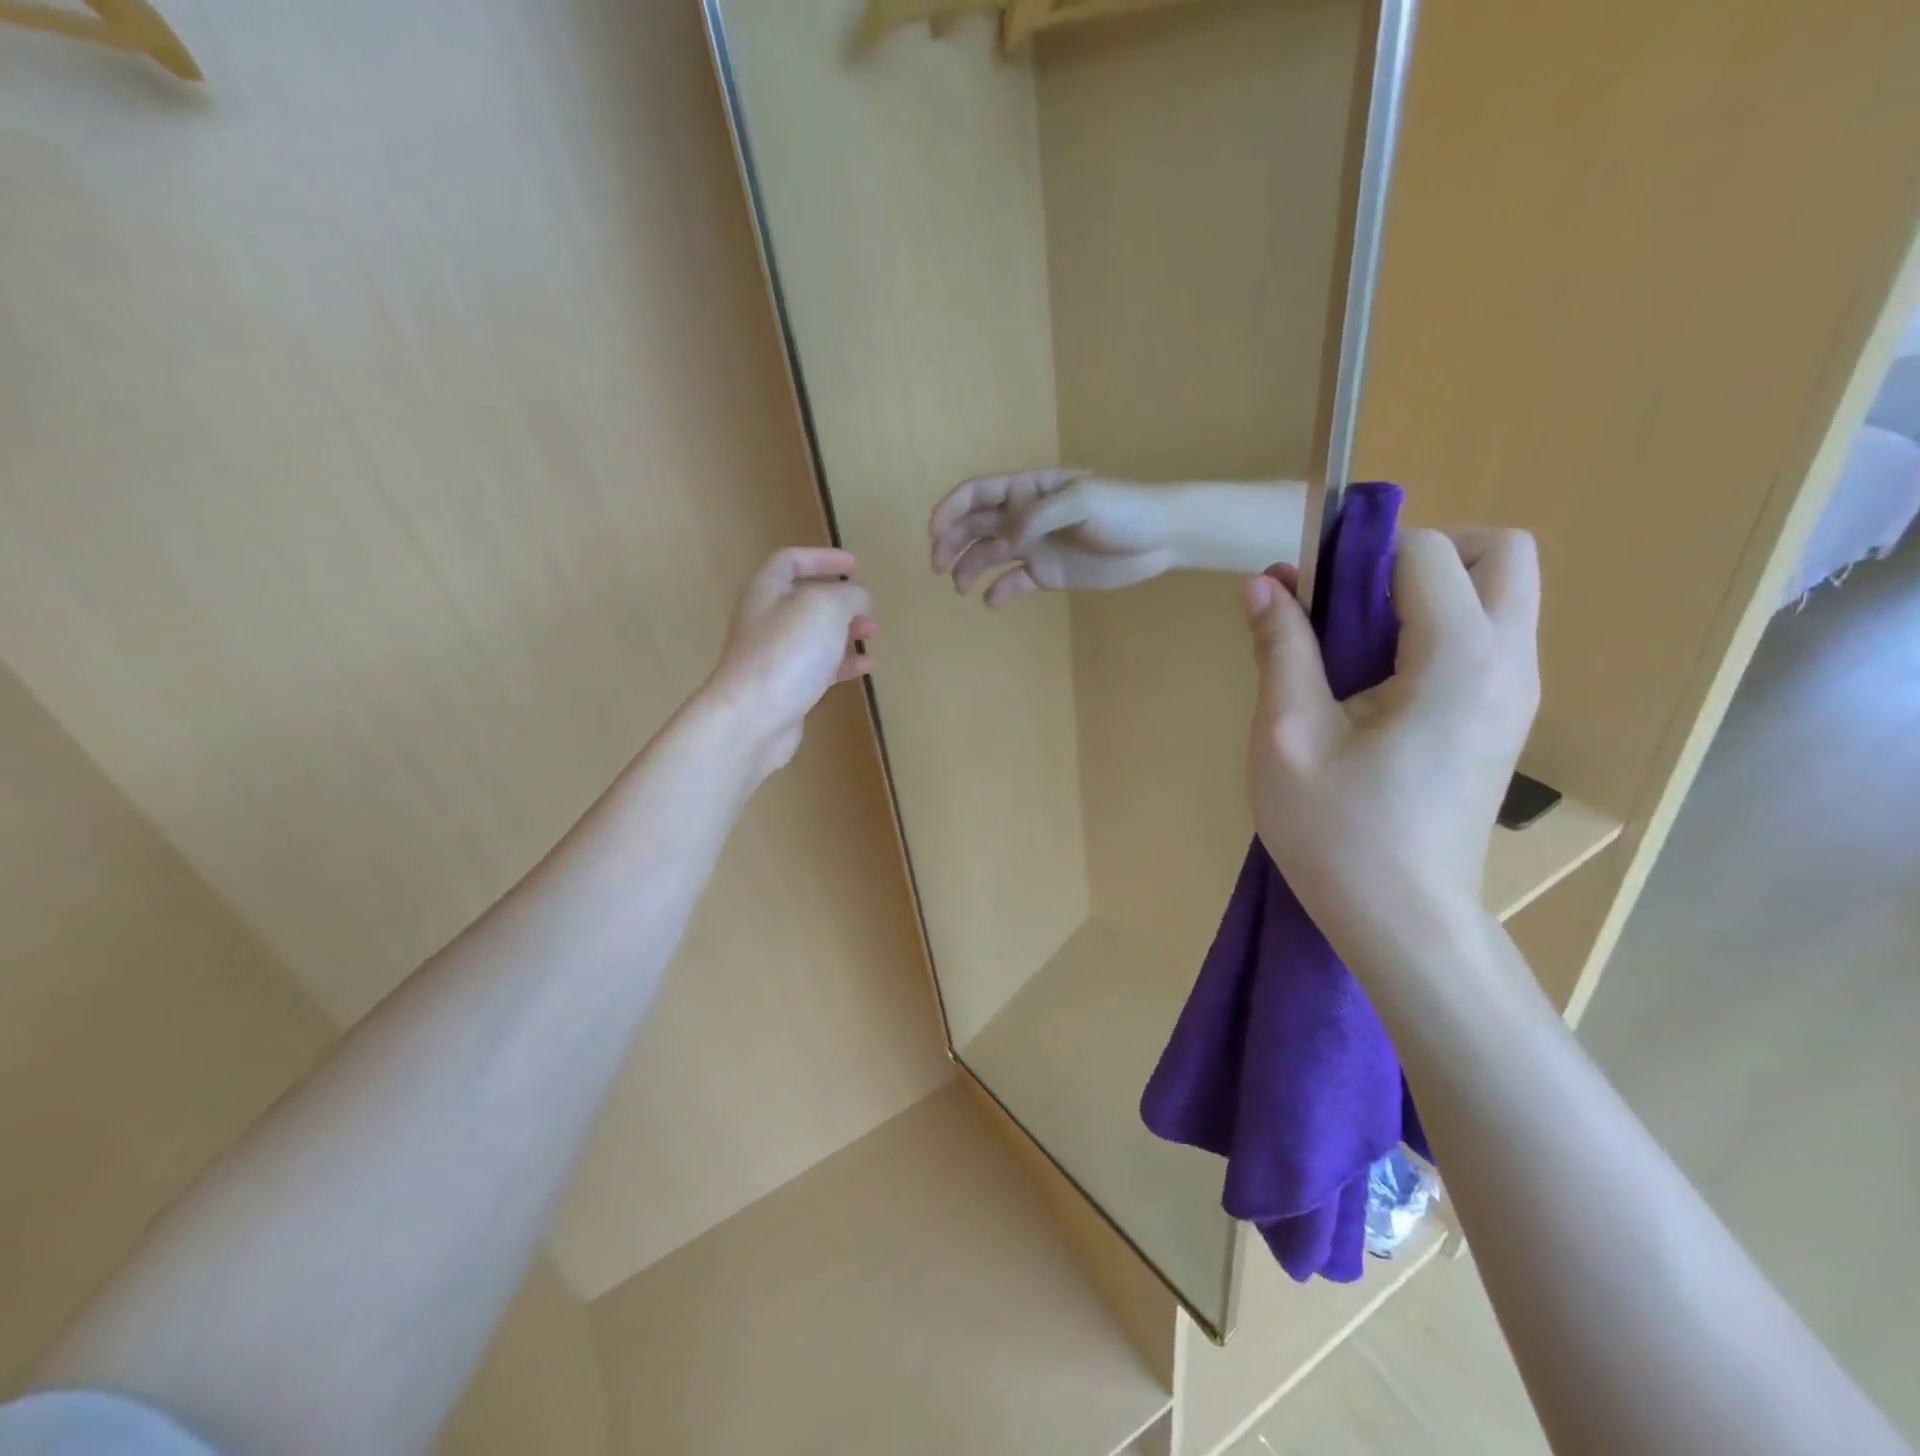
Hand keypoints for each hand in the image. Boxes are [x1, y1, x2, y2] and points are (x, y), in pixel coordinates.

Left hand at [708, 547, 874, 774]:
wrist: (754, 717)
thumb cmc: (788, 651)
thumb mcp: (825, 608)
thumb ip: (847, 595)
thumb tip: (857, 599)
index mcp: (767, 590)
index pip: (791, 561)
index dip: (822, 558)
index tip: (854, 566)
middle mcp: (766, 619)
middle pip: (803, 599)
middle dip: (839, 599)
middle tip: (867, 606)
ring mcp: (774, 655)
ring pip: (813, 635)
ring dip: (844, 630)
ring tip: (872, 633)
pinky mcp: (785, 687)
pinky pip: (818, 667)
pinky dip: (843, 663)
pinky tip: (866, 667)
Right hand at [928, 469, 1176, 606]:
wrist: (1162, 538)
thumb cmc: (1125, 509)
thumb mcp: (1082, 500)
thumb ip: (1039, 515)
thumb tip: (1003, 538)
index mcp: (1030, 490)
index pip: (979, 493)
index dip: (951, 509)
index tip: (934, 533)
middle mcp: (1025, 516)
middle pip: (976, 525)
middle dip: (951, 543)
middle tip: (938, 566)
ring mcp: (1035, 545)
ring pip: (989, 555)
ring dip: (969, 568)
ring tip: (961, 588)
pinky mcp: (1048, 573)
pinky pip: (1014, 582)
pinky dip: (999, 592)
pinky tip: (992, 602)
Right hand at [1243, 529, 1541, 939]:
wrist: (1401, 920)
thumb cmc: (1337, 832)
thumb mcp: (1288, 735)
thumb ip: (1281, 648)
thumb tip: (1264, 584)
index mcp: (1459, 661)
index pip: (1430, 551)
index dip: (1362, 555)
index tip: (1309, 593)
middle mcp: (1510, 664)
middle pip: (1500, 553)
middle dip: (1423, 554)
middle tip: (1351, 601)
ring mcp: (1516, 694)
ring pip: (1501, 594)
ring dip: (1430, 591)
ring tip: (1353, 645)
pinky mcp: (1505, 720)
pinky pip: (1490, 638)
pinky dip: (1439, 629)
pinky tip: (1377, 683)